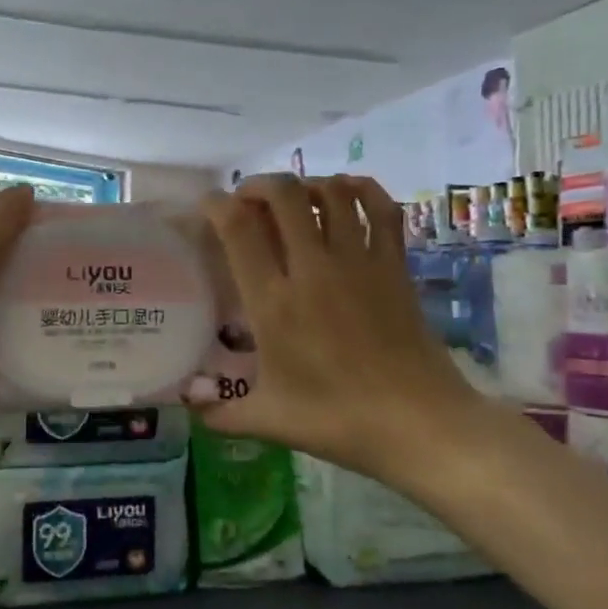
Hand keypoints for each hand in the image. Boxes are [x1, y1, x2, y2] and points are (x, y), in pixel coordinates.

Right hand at [195, 174, 488, 486]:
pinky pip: (381, 209)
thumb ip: (219, 412)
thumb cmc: (338, 421)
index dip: (216, 205)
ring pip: (332, 193)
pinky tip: (346, 192)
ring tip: (293, 198)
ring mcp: (359, 263)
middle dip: (259, 185)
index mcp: (274, 303)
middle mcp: (313, 270)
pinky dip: (361, 190)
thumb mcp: (269, 421)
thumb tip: (188, 403)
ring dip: (306, 184)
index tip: (207, 206)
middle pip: (284, 195)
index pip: (238, 229)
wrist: (419, 424)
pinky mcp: (394, 266)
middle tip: (248, 200)